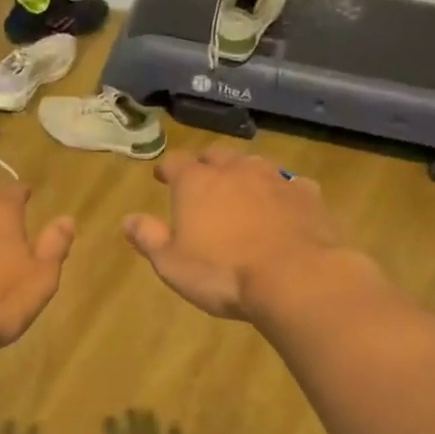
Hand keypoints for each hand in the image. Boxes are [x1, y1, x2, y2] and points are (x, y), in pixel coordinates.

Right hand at [123, 146, 353, 318]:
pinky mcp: (307, 194)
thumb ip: (149, 238)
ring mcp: (275, 179)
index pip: (175, 162)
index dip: (166, 168)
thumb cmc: (222, 273)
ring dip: (244, 174)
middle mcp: (235, 170)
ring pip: (254, 164)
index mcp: (196, 183)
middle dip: (206, 165)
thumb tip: (128, 220)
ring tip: (242, 190)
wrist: (294, 277)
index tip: (162, 176)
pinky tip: (283, 208)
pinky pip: (290, 185)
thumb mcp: (172, 264)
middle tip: (202, 179)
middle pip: (216, 156)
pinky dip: (281, 193)